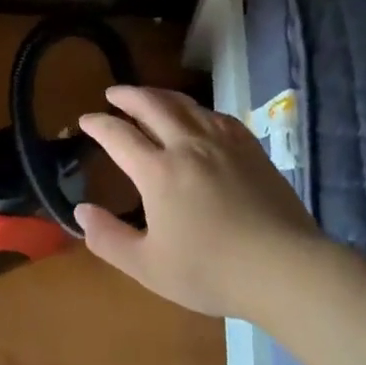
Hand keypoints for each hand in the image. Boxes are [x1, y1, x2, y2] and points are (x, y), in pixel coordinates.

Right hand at [74, 86, 325, 318]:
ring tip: (148, 95)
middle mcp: (187, 146)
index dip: (98, 124)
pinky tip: (197, 115)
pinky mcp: (251, 149)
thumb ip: (108, 238)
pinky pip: (217, 116)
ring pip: (186, 105)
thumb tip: (80, 212)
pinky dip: (197, 109)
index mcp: (158, 171)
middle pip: (152, 106)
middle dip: (128, 96)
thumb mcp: (148, 266)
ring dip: (160, 95)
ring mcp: (223, 143)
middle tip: (113, 94)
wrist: (285, 268)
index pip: (119, 136)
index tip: (85, 120)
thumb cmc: (211, 271)